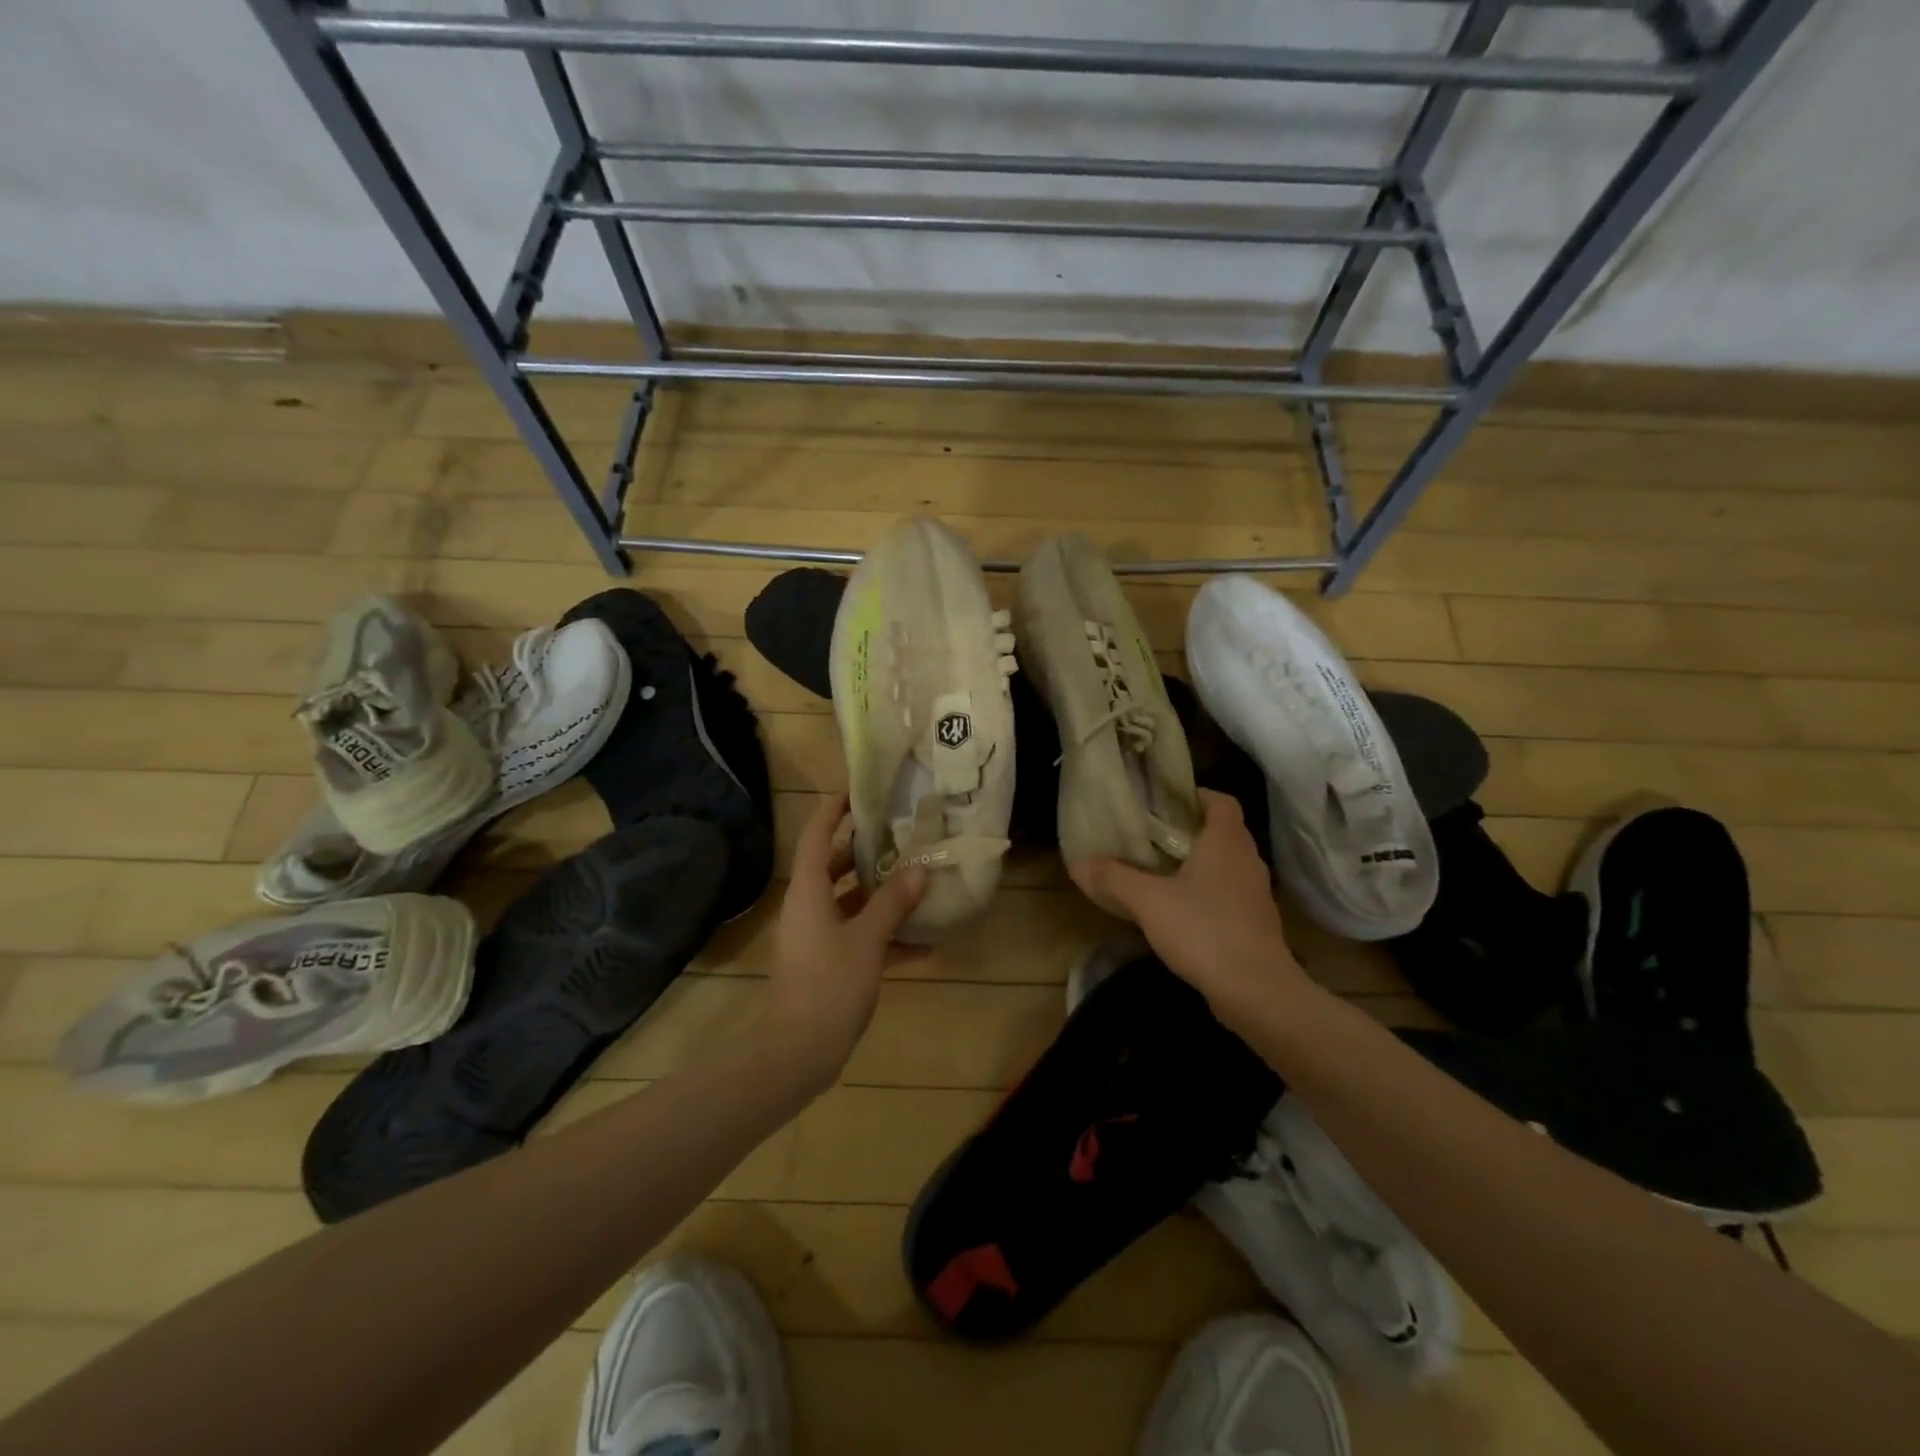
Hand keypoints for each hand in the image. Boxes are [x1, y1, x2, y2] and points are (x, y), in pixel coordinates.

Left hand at [763, 793, 927, 1089]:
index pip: (815, 837)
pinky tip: (925, 946)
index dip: (832, 812)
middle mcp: (809, 908)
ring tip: (920, 882)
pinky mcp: (828, 965)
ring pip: (850, 904)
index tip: (857, 794)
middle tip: (902, 838)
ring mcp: (817, 938)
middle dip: (867, 854)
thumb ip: (893, 903)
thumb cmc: (828, 984)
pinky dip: (885, 938)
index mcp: (809, 892)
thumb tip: (919, 869)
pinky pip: (858, 938)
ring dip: (881, 896)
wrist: (798, 1052)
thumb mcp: (867, 939)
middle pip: (836, 868)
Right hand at [1069, 789, 1305, 1020]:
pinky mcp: (1256, 924)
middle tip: (1154, 836)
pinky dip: (1208, 893)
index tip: (1165, 802)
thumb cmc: (1204, 930)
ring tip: (1162, 871)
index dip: (1196, 795)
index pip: (1221, 801)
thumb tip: (1079, 862)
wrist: (1256, 991)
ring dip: (1200, 864)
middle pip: (1223, 832)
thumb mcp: (1148, 901)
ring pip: (1227, 865)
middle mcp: (1247, 861)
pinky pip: (1230, 894)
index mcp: (1226, 842)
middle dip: (1191, 830)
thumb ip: (1114, 878)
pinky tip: (1181, 911)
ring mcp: (1257, 894)